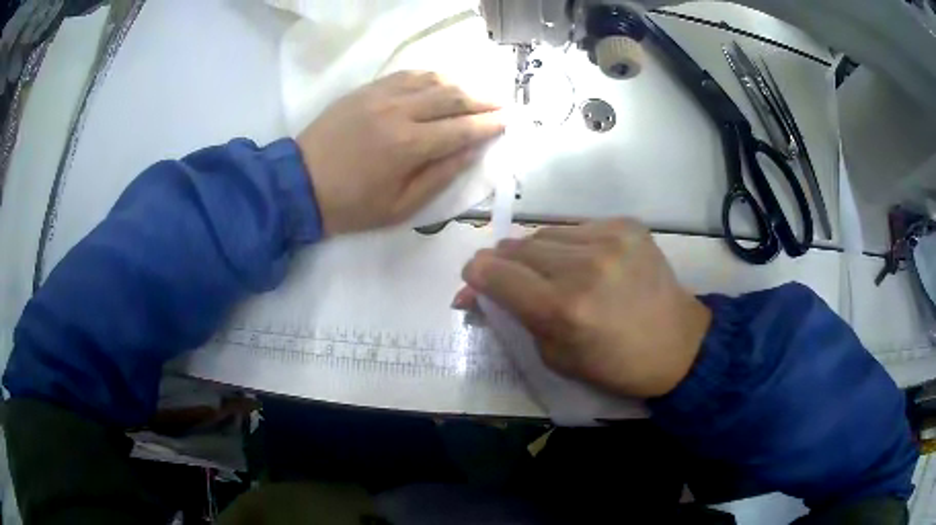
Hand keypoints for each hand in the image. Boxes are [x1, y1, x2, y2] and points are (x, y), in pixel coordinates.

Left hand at [297, 71, 504, 234]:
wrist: (299, 184)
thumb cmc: (351, 205)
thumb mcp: (400, 207)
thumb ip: (440, 177)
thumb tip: (472, 151)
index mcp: (409, 146)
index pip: (462, 128)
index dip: (489, 124)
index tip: (508, 121)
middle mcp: (399, 112)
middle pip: (452, 97)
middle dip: (482, 100)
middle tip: (501, 103)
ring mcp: (381, 96)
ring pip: (431, 80)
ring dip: (459, 84)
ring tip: (475, 93)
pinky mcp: (366, 90)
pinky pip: (406, 75)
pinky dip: (430, 76)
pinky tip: (440, 82)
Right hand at [459, 219, 711, 398]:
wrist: (678, 344)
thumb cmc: (614, 364)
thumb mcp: (553, 356)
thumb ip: (513, 318)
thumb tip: (476, 291)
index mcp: (562, 309)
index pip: (494, 273)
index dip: (475, 276)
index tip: (475, 282)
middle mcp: (583, 266)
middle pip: (515, 247)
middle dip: (503, 264)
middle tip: (511, 281)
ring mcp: (609, 239)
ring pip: (544, 233)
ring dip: (536, 254)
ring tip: (552, 273)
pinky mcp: (627, 226)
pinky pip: (576, 228)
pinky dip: (569, 245)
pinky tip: (584, 263)